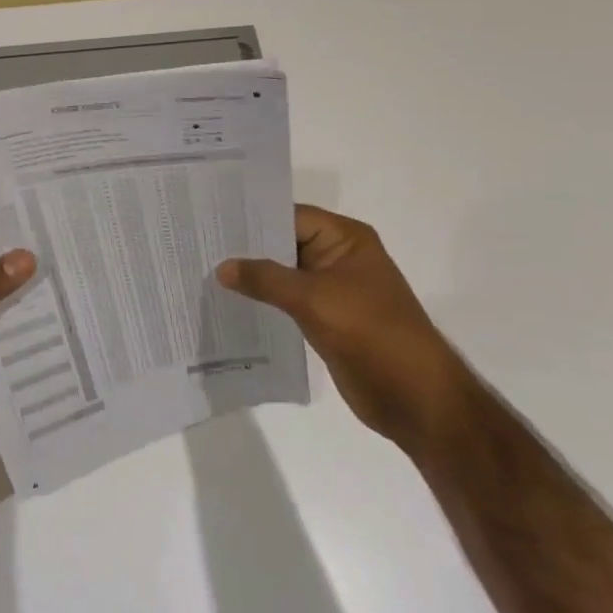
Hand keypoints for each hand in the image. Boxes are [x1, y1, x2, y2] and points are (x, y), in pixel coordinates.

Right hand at [217, 205, 470, 453]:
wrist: (415, 396)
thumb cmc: (370, 333)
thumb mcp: (313, 298)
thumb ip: (265, 279)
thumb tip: (222, 267)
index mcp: (345, 239)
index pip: (289, 216)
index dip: (251, 217)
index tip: (210, 219)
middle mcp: (338, 258)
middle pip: (284, 243)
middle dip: (245, 248)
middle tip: (197, 244)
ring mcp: (332, 290)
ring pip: (283, 274)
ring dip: (251, 277)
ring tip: (203, 271)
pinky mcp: (326, 319)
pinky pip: (287, 301)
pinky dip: (262, 301)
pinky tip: (228, 302)